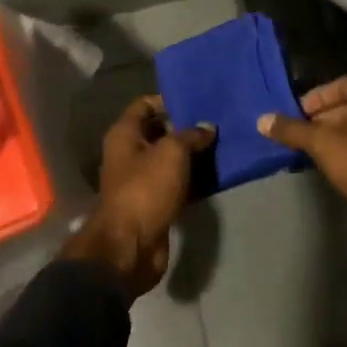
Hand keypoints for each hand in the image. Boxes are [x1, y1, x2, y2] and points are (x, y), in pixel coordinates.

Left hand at [61, 96, 214, 296]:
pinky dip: (192, 179)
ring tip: (221, 145)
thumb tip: (207, 127)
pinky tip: (215, 174)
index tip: (197, 100)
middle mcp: (129, 153)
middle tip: (215, 122)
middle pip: (158, 132)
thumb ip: (191, 135)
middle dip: (185, 128)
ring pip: (169, 159)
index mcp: (124, 134)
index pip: (145, 105)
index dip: (169, 100)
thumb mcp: (172, 153)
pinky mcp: (154, 203)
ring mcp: (140, 180)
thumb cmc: (146, 189)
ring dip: (192, 155)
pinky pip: (175, 183)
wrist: (131, 246)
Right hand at [258, 77, 346, 241]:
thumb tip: (262, 120)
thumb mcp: (324, 144)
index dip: (316, 97)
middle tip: (300, 133)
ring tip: (311, 148)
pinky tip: (331, 162)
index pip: (344, 85)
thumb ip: (293, 130)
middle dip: (324, 118)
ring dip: (335, 135)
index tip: (296, 114)